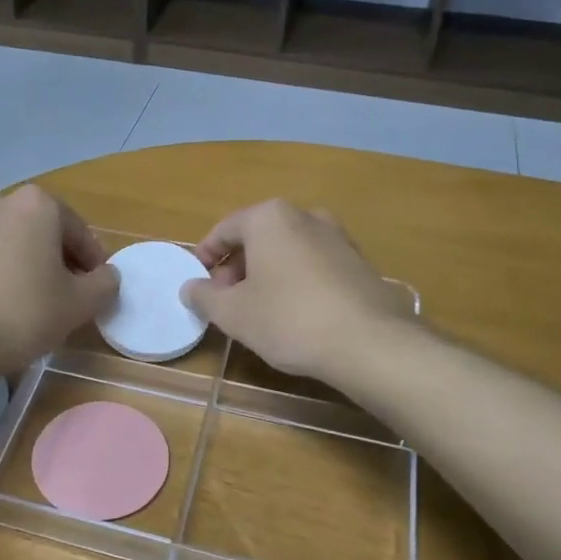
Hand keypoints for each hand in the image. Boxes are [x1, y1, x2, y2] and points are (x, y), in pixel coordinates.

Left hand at [0, 187, 119, 377]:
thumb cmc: (26, 312)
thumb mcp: (80, 303)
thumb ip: (104, 284)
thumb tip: (108, 276)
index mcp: (37, 204)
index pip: (80, 231)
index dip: (94, 262)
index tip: (98, 289)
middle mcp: (1, 203)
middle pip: (45, 232)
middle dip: (62, 260)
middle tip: (72, 295)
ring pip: (16, 244)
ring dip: (32, 266)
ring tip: (39, 303)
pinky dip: (4, 274)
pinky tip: (7, 306)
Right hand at [181, 200, 403, 380]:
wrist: (370, 343)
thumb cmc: (289, 319)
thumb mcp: (233, 313)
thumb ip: (205, 297)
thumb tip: (190, 288)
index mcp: (270, 218)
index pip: (225, 229)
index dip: (206, 255)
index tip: (197, 280)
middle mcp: (306, 216)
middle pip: (258, 238)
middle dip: (236, 267)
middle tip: (224, 300)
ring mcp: (338, 238)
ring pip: (287, 252)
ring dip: (266, 275)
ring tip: (257, 311)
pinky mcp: (359, 264)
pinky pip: (314, 267)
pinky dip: (295, 283)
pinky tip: (293, 315)